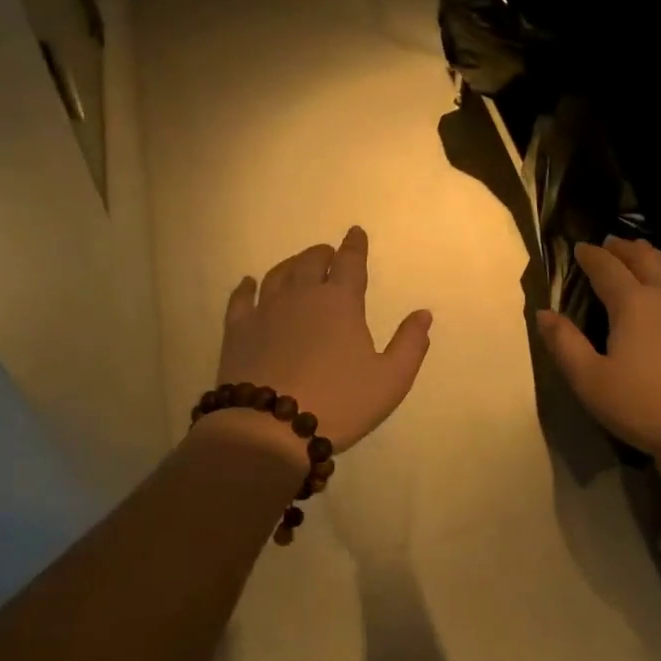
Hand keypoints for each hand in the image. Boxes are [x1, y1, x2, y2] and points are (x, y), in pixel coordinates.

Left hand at [206, 226, 431, 458]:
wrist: (270, 428)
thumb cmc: (339, 403)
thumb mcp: (390, 379)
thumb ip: (410, 344)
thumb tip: (422, 314)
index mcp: (340, 302)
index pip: (350, 263)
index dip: (355, 246)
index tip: (355, 233)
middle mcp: (301, 296)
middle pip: (311, 262)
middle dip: (323, 254)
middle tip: (328, 254)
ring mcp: (265, 311)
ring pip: (278, 274)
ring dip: (291, 265)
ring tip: (298, 265)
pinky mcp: (237, 330)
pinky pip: (241, 298)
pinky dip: (247, 286)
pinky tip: (248, 284)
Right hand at [536, 238, 660, 469]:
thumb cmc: (647, 408)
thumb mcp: (591, 382)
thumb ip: (565, 345)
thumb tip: (544, 313)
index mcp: (633, 303)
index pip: (607, 269)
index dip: (591, 257)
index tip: (580, 249)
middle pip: (644, 258)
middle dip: (623, 248)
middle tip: (610, 244)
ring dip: (653, 255)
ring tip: (642, 252)